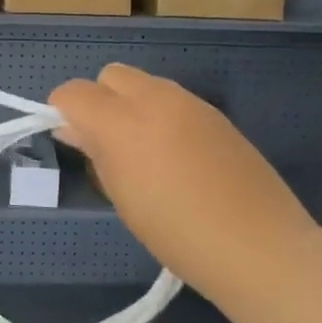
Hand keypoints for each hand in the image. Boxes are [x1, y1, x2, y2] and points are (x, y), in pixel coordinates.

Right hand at [49, 65, 316, 283]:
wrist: (259, 247)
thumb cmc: (177, 234)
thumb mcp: (122, 197)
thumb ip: (95, 152)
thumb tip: (75, 129)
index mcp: (121, 121)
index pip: (73, 92)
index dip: (63, 111)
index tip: (72, 140)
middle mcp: (154, 98)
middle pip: (110, 75)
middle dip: (99, 100)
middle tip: (107, 144)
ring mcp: (190, 102)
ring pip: (144, 84)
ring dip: (131, 105)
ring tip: (144, 152)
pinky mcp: (216, 113)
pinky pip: (173, 100)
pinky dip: (161, 115)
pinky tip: (177, 157)